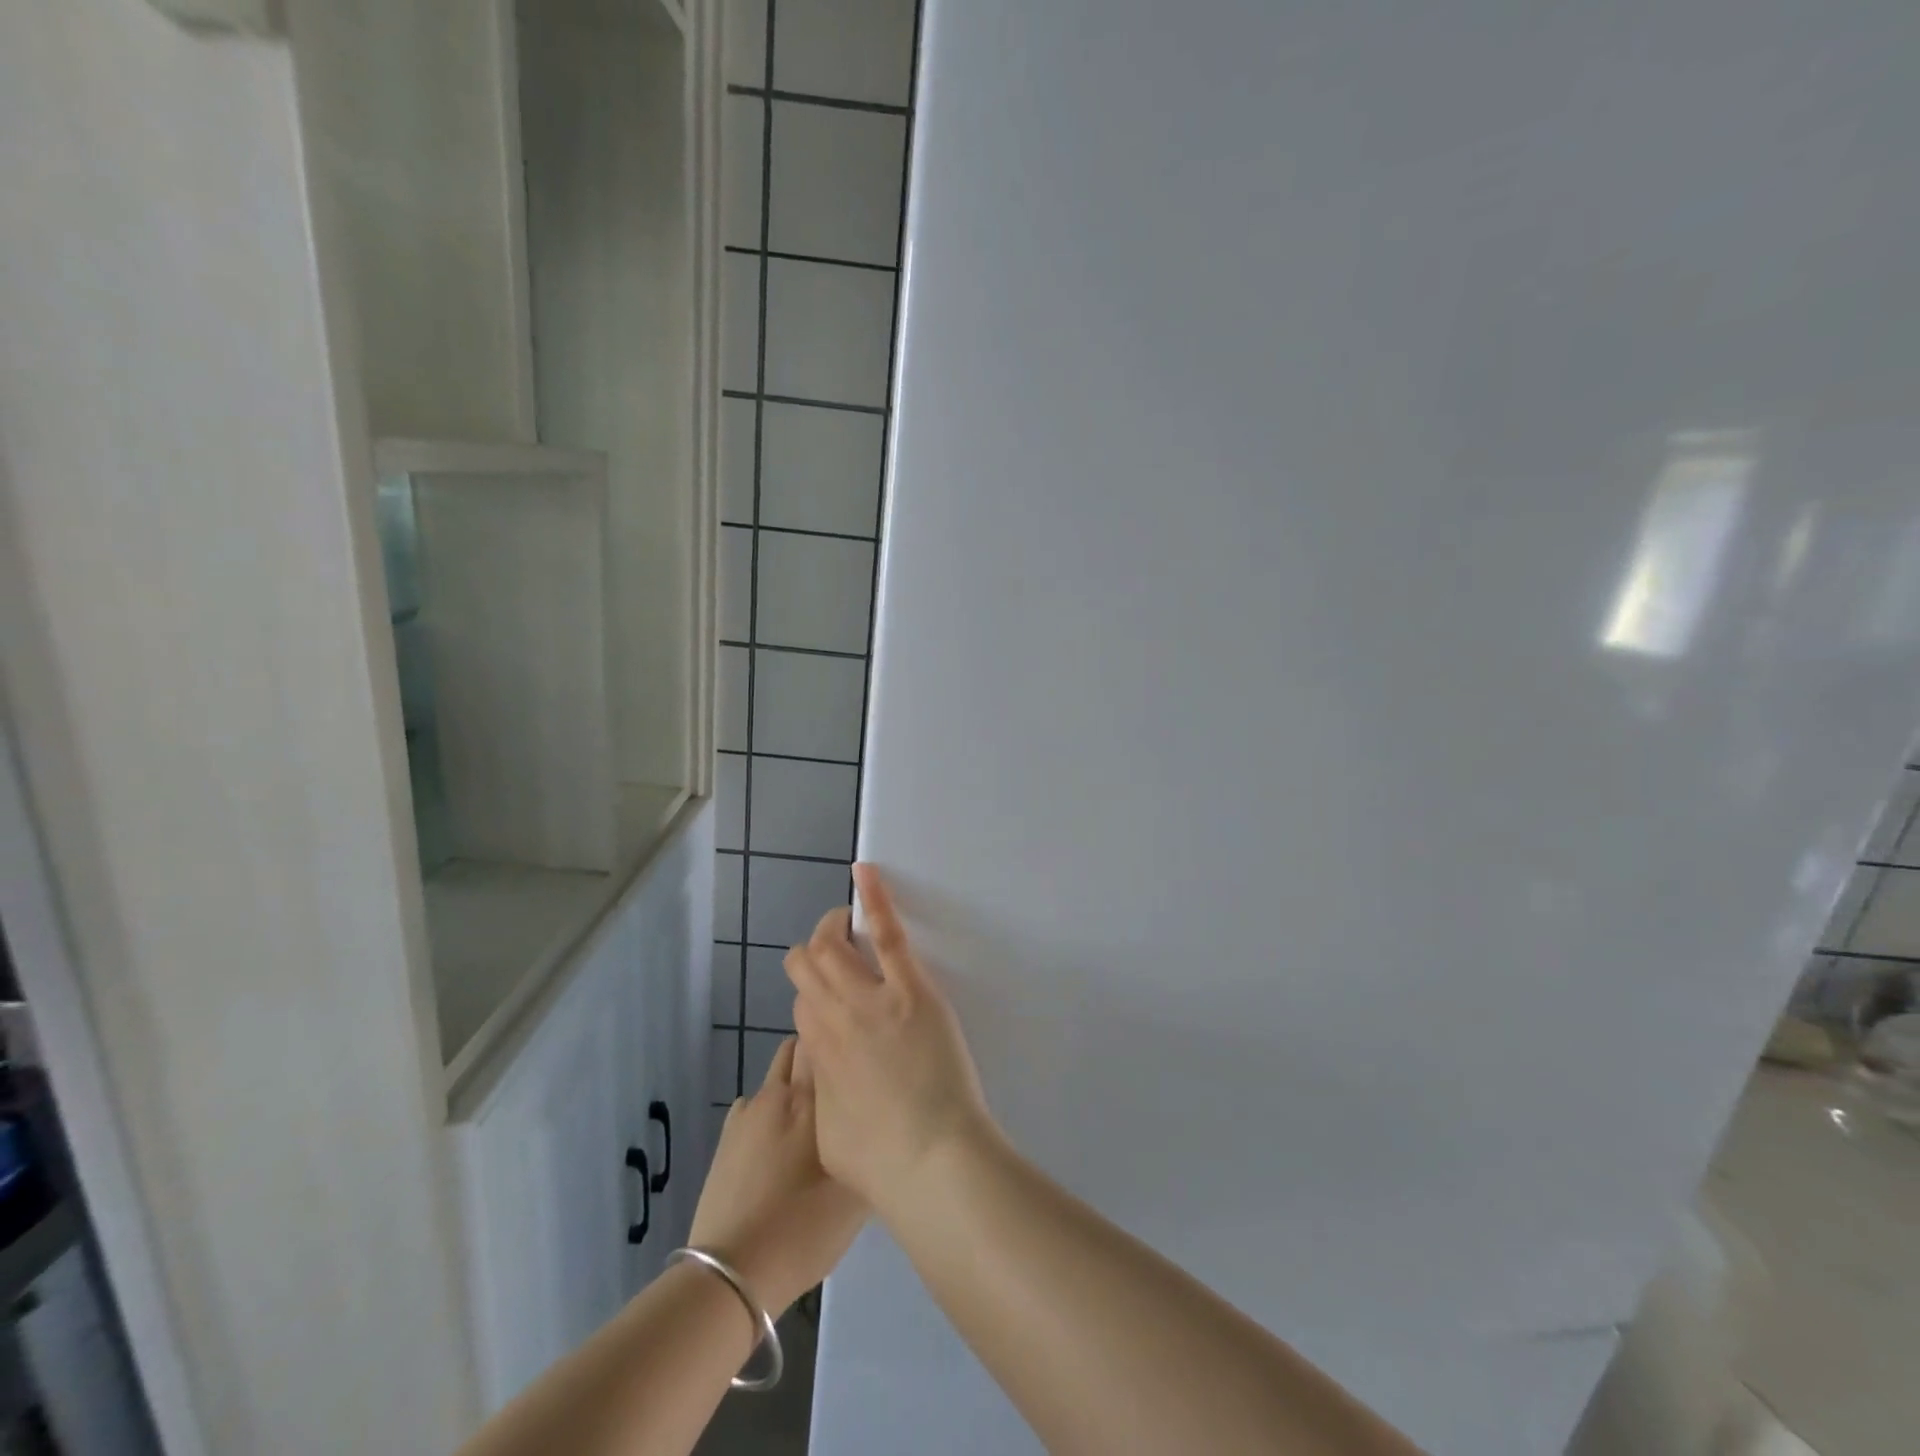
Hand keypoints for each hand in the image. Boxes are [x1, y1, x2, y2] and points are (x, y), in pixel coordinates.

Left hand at [688, 1037, 865, 1316]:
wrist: (732, 1273)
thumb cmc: (803, 1229)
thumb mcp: (857, 1194)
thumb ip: (871, 1146)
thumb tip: (880, 1123)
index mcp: (811, 1098)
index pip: (824, 1039)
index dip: (842, 1038)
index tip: (861, 1049)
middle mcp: (778, 1093)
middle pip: (797, 1048)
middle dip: (818, 1052)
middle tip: (840, 1077)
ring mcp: (747, 1114)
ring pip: (776, 1075)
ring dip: (794, 1080)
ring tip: (813, 1110)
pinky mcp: (726, 1138)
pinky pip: (754, 1105)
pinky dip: (769, 1109)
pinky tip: (779, 1140)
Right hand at [784, 864, 997, 1213]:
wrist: (930, 1162)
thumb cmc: (883, 1165)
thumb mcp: (830, 1137)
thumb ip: (823, 1096)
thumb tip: (825, 1078)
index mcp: (816, 1055)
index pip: (801, 1003)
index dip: (813, 996)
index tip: (832, 997)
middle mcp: (833, 1018)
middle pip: (807, 967)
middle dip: (813, 953)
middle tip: (834, 949)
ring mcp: (870, 999)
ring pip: (833, 947)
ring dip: (833, 927)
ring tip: (842, 917)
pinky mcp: (910, 989)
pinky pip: (886, 934)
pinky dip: (873, 899)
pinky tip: (863, 872)